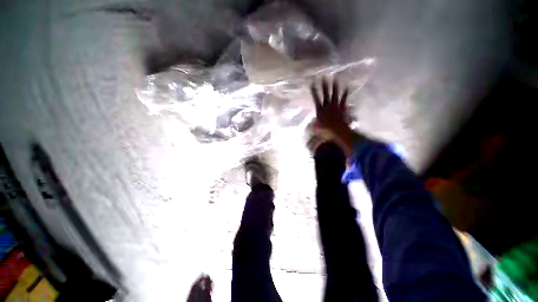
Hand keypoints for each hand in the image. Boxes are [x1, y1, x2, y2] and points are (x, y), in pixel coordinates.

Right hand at [310, 77, 349, 134]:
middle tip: (323, 77)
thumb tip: (312, 124)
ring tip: (335, 78)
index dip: (314, 91)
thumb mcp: (317, 127)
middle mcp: (327, 106)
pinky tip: (347, 87)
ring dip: (335, 86)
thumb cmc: (326, 129)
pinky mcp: (342, 107)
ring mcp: (335, 106)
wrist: (338, 130)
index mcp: (320, 110)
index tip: (312, 83)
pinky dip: (345, 93)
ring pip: (335, 94)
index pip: (316, 98)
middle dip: (324, 85)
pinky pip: (344, 99)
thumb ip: (314, 124)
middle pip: (325, 94)